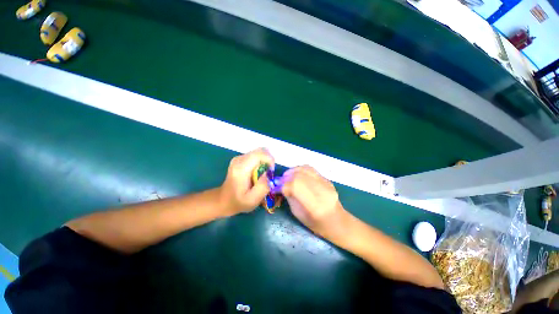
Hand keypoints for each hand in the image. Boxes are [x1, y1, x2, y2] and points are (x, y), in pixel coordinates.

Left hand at [219, 148, 274, 215]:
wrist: (223, 200)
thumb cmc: (238, 201)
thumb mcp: (252, 200)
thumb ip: (263, 187)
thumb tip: (269, 174)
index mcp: (241, 168)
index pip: (259, 154)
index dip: (269, 160)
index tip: (271, 171)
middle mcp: (239, 159)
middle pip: (260, 151)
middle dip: (268, 160)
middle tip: (269, 173)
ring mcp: (239, 158)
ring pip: (259, 152)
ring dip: (265, 161)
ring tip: (264, 174)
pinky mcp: (240, 159)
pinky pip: (255, 155)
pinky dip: (261, 162)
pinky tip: (258, 173)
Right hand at [281, 166, 346, 237]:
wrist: (337, 220)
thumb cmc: (316, 223)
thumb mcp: (298, 214)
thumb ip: (290, 197)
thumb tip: (281, 185)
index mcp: (315, 205)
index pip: (295, 186)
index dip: (283, 186)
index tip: (276, 188)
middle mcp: (322, 191)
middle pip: (299, 176)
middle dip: (286, 177)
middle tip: (280, 181)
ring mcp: (326, 183)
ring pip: (305, 169)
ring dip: (292, 171)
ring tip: (287, 176)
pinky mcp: (326, 179)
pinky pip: (310, 169)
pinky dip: (300, 169)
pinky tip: (296, 174)